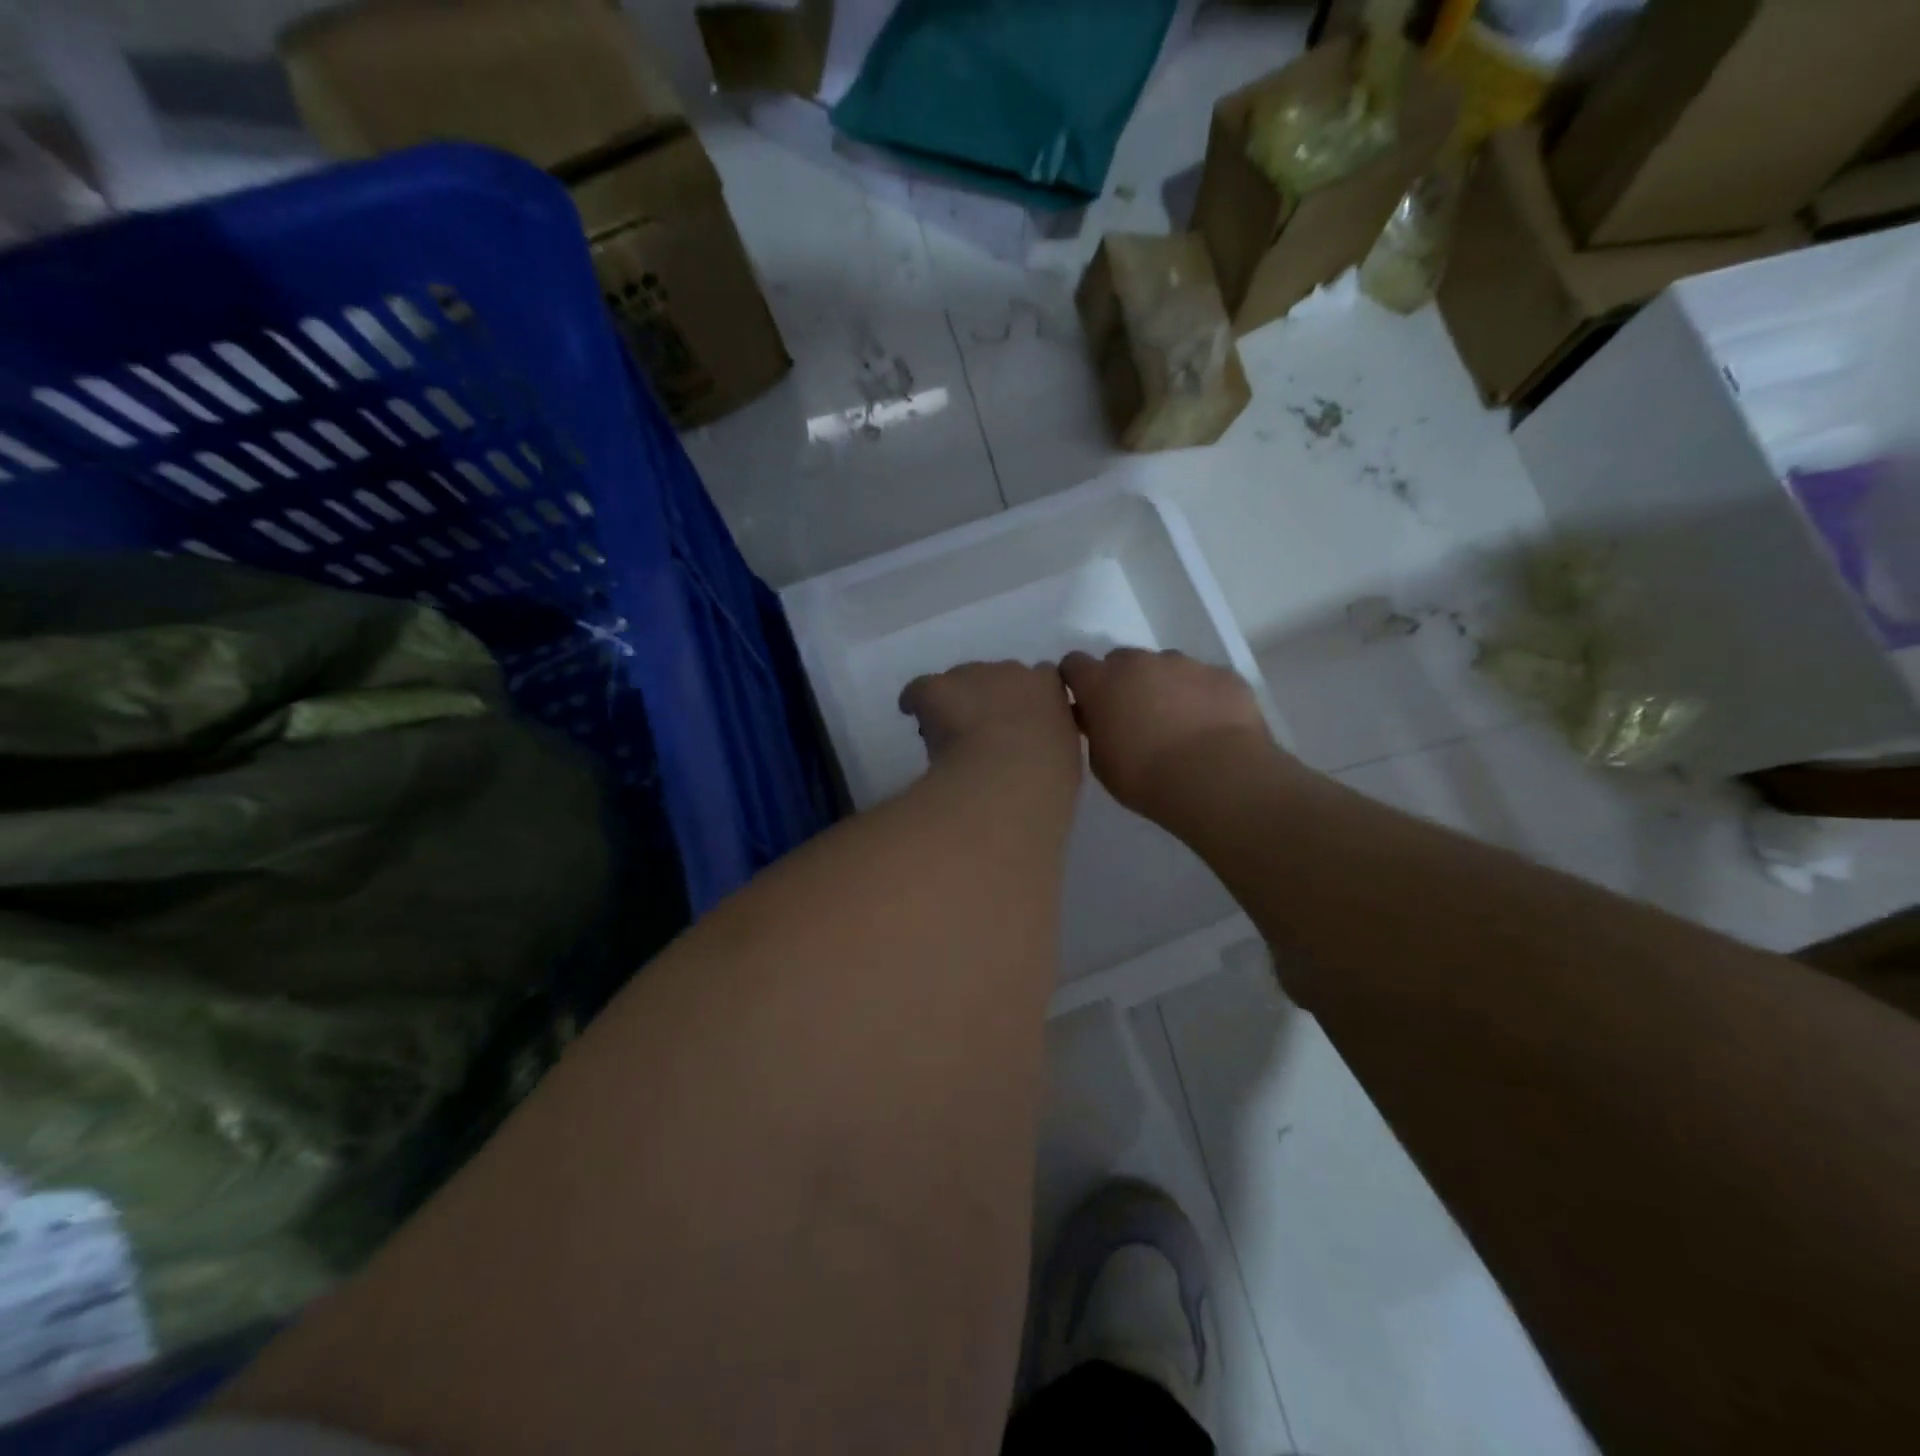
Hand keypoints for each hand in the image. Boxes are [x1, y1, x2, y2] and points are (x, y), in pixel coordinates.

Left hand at [899, 660, 1082, 781]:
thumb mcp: (1065, 759)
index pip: (1040, 679)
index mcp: (1049, 688)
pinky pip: (920, 689)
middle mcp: (1012, 671)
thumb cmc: (1046, 779)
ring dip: (956, 700)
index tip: (1019, 724)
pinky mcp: (937, 687)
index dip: (1025, 701)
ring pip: (959, 681)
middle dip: (990, 698)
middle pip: (997, 677)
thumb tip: (1036, 751)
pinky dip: (915, 701)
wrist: (1008, 779)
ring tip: (948, 732)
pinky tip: (911, 714)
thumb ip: (1052, 743)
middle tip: (983, 733)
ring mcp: (973, 675)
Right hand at [1060, 648, 1281, 822]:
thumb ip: (1095, 731)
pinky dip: (1202, 696)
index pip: (1074, 664)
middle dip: (1122, 682)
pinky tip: (1211, 726)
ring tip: (1178, 723)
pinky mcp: (1222, 674)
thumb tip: (1097, 718)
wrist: (1216, 779)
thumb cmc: (1147, 778)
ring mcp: (1184, 663)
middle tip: (1133, 716)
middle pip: (1121, 660)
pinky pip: (1204, 680)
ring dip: (1163, 686)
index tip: (1084, 702)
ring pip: (1165, 666)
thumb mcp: (1102, 763)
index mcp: (1101, 683)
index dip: (1078, 681)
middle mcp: (1139, 663)